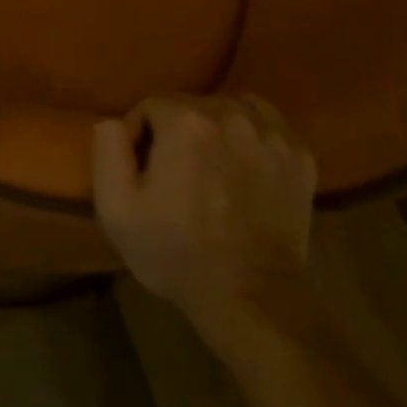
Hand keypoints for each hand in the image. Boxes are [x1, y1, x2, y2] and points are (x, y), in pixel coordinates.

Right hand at [92, 95, 317, 333]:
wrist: (251, 300)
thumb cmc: (177, 253)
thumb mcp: (117, 209)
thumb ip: (108, 149)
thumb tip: (115, 121)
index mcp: (184, 122)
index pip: (150, 106)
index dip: (140, 138)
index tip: (144, 173)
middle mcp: (229, 114)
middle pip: (189, 106)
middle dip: (176, 133)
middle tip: (175, 176)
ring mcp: (270, 133)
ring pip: (226, 110)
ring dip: (212, 131)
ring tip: (211, 171)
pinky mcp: (299, 154)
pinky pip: (265, 121)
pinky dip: (250, 132)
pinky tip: (243, 163)